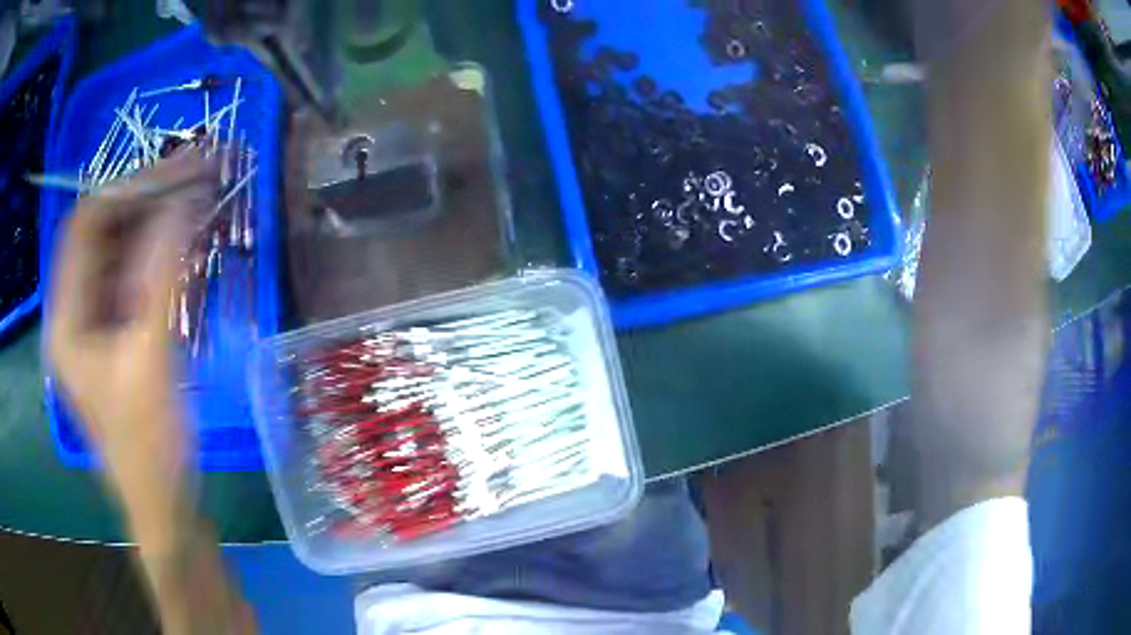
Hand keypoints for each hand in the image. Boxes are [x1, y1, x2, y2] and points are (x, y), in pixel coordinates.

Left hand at [47, 154, 215, 526]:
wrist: (163, 502)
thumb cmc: (148, 448)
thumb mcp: (151, 361)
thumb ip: (161, 278)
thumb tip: (185, 202)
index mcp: (66, 320)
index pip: (85, 226)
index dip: (126, 190)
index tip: (176, 171)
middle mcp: (73, 311)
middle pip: (102, 233)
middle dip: (145, 199)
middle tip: (194, 175)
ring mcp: (93, 322)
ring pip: (118, 250)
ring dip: (154, 222)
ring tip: (196, 199)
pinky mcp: (114, 332)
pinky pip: (131, 276)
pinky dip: (158, 254)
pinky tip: (186, 242)